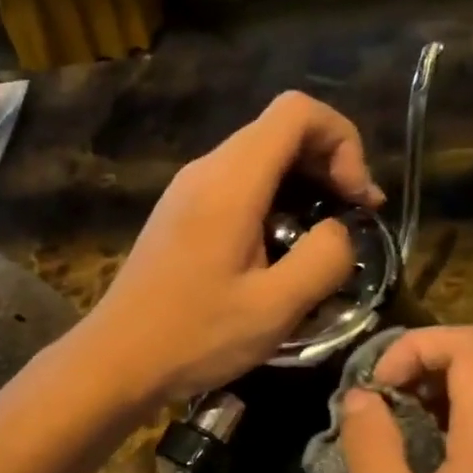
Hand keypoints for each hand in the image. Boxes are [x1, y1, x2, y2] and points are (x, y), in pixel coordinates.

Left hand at [86, 92, 381, 403]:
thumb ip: (324, 258)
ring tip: (319, 241)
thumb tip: (339, 230)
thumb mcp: (275, 307)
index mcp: (229, 181)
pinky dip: (270, 204)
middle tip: (351, 219)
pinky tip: (276, 253)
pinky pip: (234, 188)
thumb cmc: (194, 336)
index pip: (297, 111)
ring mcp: (185, 193)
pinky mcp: (177, 216)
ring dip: (299, 188)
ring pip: (257, 160)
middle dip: (327, 164)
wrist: (116, 360)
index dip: (342, 141)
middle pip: (278, 131)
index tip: (356, 198)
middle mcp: (204, 171)